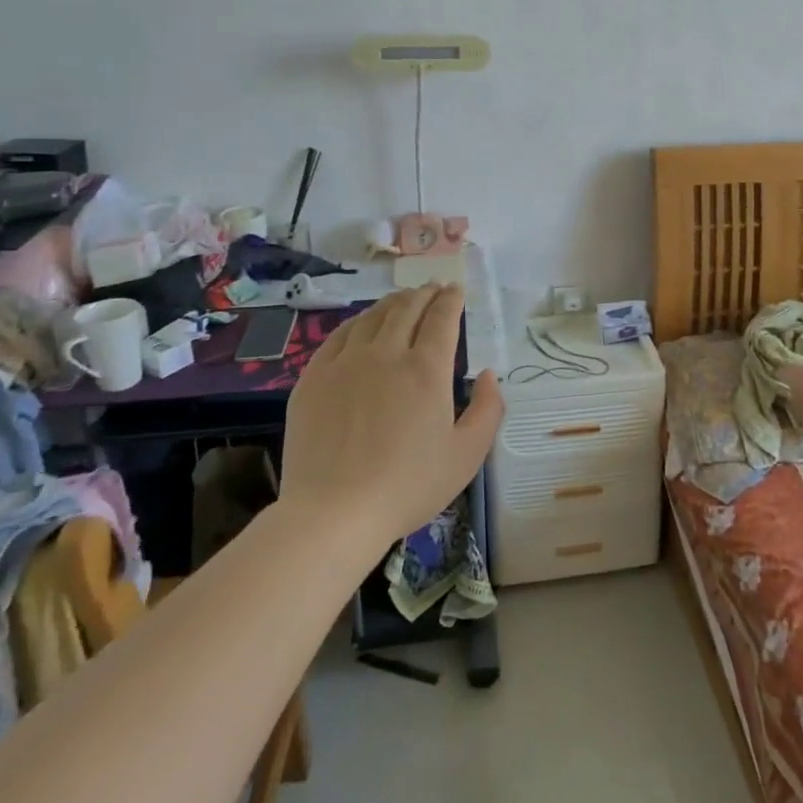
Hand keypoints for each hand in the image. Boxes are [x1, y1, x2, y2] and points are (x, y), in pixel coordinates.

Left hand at [280, 285, 504, 541]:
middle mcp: (387, 354)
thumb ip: (487, 409)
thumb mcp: (467, 455)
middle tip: (432, 289)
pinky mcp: (314, 378)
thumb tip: (488, 374)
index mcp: (427, 369)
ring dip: (392, 302)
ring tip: (402, 299)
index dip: (451, 300)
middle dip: (424, 294)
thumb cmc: (408, 487)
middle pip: (407, 308)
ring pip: (372, 317)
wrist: (334, 513)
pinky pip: (339, 336)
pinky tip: (362, 324)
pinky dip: (358, 322)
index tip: (456, 290)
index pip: (442, 318)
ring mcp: (345, 363)